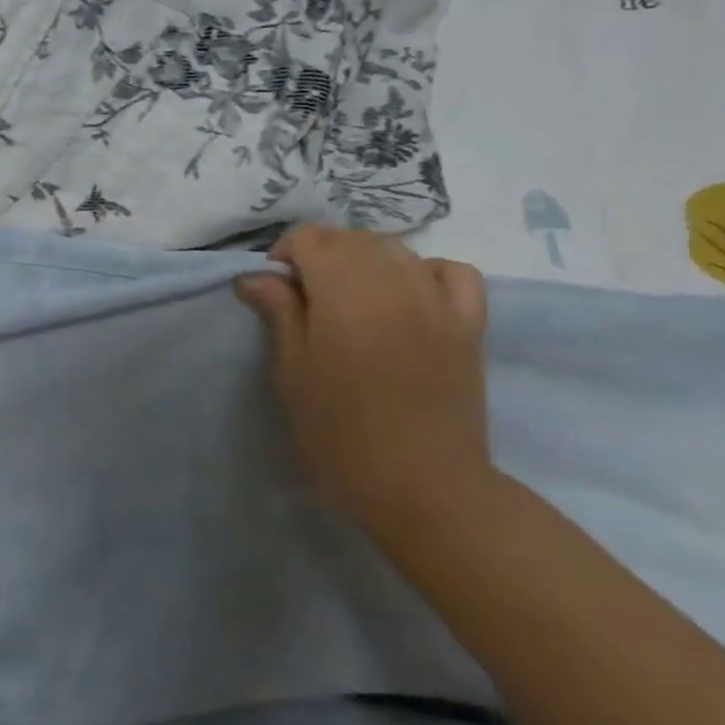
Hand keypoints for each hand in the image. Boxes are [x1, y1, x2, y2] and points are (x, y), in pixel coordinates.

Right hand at [235, 225, 490, 526]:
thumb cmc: (340, 433)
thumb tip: (255, 275)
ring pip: (396, 250)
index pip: (311, 238)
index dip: (285, 254)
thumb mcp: (292, 373)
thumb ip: (278, 313)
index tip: (274, 290)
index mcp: (345, 294)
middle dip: (320, 254)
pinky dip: (424, 271)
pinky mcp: (469, 324)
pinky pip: (452, 272)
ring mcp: (438, 301)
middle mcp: (395, 284)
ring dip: (364, 260)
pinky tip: (408, 294)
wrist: (422, 486)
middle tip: (304, 298)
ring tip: (349, 298)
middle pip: (352, 239)